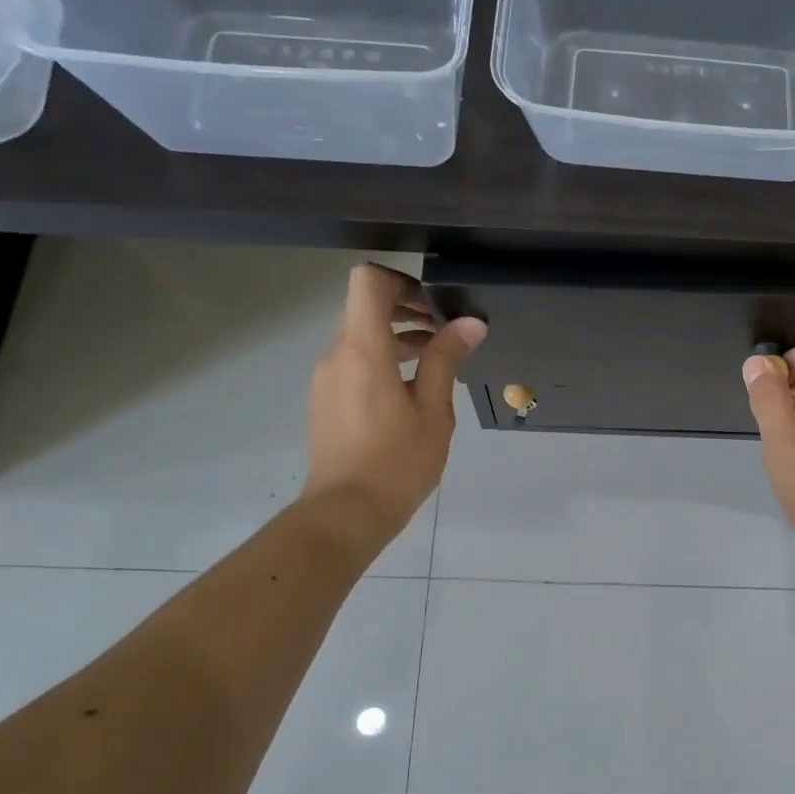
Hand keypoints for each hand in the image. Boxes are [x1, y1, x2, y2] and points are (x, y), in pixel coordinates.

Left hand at [302, 264, 485, 543]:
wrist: (346, 512)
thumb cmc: (397, 462)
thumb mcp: (433, 411)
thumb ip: (446, 360)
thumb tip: (470, 323)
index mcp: (363, 350)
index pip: (368, 281)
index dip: (401, 281)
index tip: (434, 305)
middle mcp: (336, 354)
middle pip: (364, 307)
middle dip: (406, 310)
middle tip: (446, 333)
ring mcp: (326, 378)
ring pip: (359, 337)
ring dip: (396, 338)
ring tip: (436, 363)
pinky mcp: (324, 399)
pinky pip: (352, 362)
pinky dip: (381, 361)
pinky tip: (411, 392)